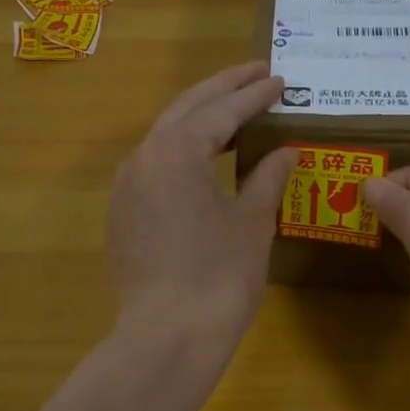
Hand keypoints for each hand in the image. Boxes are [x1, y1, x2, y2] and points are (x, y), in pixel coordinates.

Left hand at [108, 62, 298, 348]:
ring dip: (200, 118)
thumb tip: (286, 152)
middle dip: (222, 89)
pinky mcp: (123, 213)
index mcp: (176, 151)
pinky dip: (183, 150)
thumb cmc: (219, 277)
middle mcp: (143, 158)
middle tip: (256, 73)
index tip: (280, 80)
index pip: (220, 111)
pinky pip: (155, 165)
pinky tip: (204, 158)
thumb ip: (268, 178)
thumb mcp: (252, 223)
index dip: (253, 94)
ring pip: (165, 136)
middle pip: (186, 110)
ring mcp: (127, 186)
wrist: (167, 337)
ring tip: (236, 110)